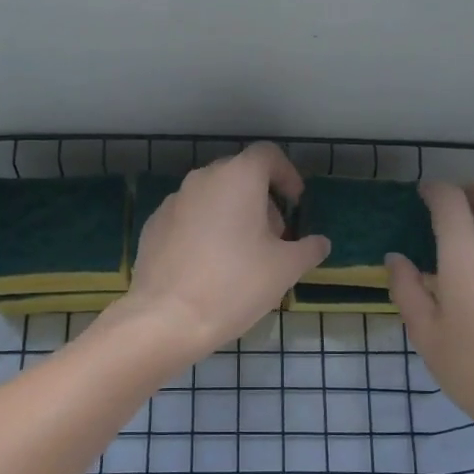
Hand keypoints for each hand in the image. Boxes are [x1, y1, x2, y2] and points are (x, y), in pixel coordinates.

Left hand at [113, 143, 329, 361]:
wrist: (167, 318)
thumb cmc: (235, 285)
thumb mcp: (285, 269)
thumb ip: (308, 249)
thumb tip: (320, 243)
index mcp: (238, 178)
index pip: (267, 155)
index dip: (287, 174)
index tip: (295, 202)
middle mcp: (202, 179)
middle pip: (239, 175)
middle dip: (261, 199)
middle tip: (273, 236)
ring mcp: (173, 201)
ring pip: (212, 196)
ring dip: (232, 214)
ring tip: (242, 254)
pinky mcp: (154, 225)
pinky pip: (188, 217)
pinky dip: (205, 229)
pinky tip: (209, 265)